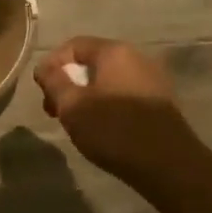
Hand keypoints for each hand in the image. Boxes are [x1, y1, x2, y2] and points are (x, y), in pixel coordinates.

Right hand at [34, 37, 201, 191]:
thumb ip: (54, 81)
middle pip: (91, 63)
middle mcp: (136, 58)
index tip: (41, 91)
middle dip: (67, 83)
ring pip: (107, 81)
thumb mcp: (72, 106)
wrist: (170, 167)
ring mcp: (152, 81)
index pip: (73, 46)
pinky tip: (101, 130)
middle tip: (54, 111)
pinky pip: (124, 95)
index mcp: (114, 52)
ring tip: (75, 123)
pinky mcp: (160, 104)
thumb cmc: (115, 130)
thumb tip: (45, 67)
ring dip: (85, 97)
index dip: (52, 64)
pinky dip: (106, 106)